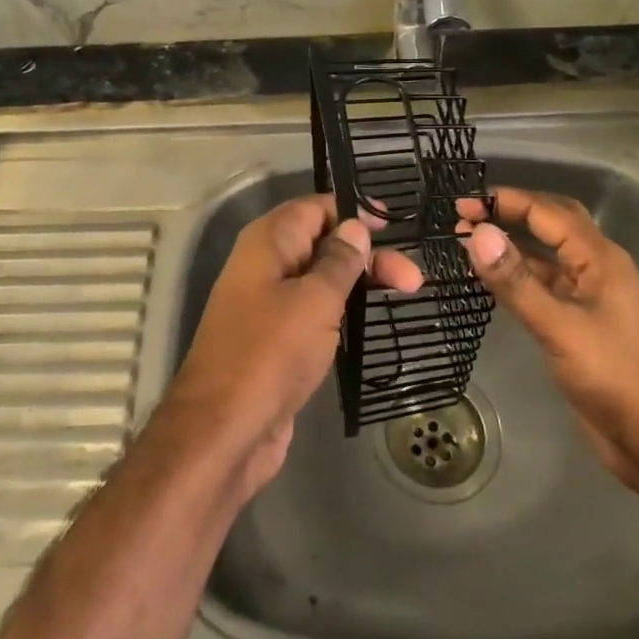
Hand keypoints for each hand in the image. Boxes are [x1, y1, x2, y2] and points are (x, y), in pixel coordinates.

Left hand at [168, 194, 423, 497]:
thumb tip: (355, 226)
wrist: (225, 430)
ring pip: (320, 279)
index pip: (314, 208)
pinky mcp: (276, 340)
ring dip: (359, 282)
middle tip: (413, 277)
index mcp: (268, 242)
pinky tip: (369, 320)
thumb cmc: (271, 352)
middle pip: (322, 243)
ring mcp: (268, 304)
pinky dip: (342, 311)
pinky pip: (314, 311)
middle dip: (366, 254)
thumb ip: (339, 260)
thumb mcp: (314, 299)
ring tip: (407, 292)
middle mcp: (265, 265)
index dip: (353, 212)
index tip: (393, 225)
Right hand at [458, 187, 638, 495]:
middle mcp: (595, 269)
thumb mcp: (560, 327)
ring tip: (468, 242)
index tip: (461, 203)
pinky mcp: (577, 325)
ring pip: (545, 257)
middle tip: (465, 215)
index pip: (547, 212)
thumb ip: (516, 281)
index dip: (504, 201)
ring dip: (511, 245)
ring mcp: (588, 298)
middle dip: (510, 213)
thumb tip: (477, 235)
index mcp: (600, 259)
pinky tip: (490, 280)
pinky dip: (516, 277)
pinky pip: (543, 286)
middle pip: (551, 224)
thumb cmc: (616, 376)